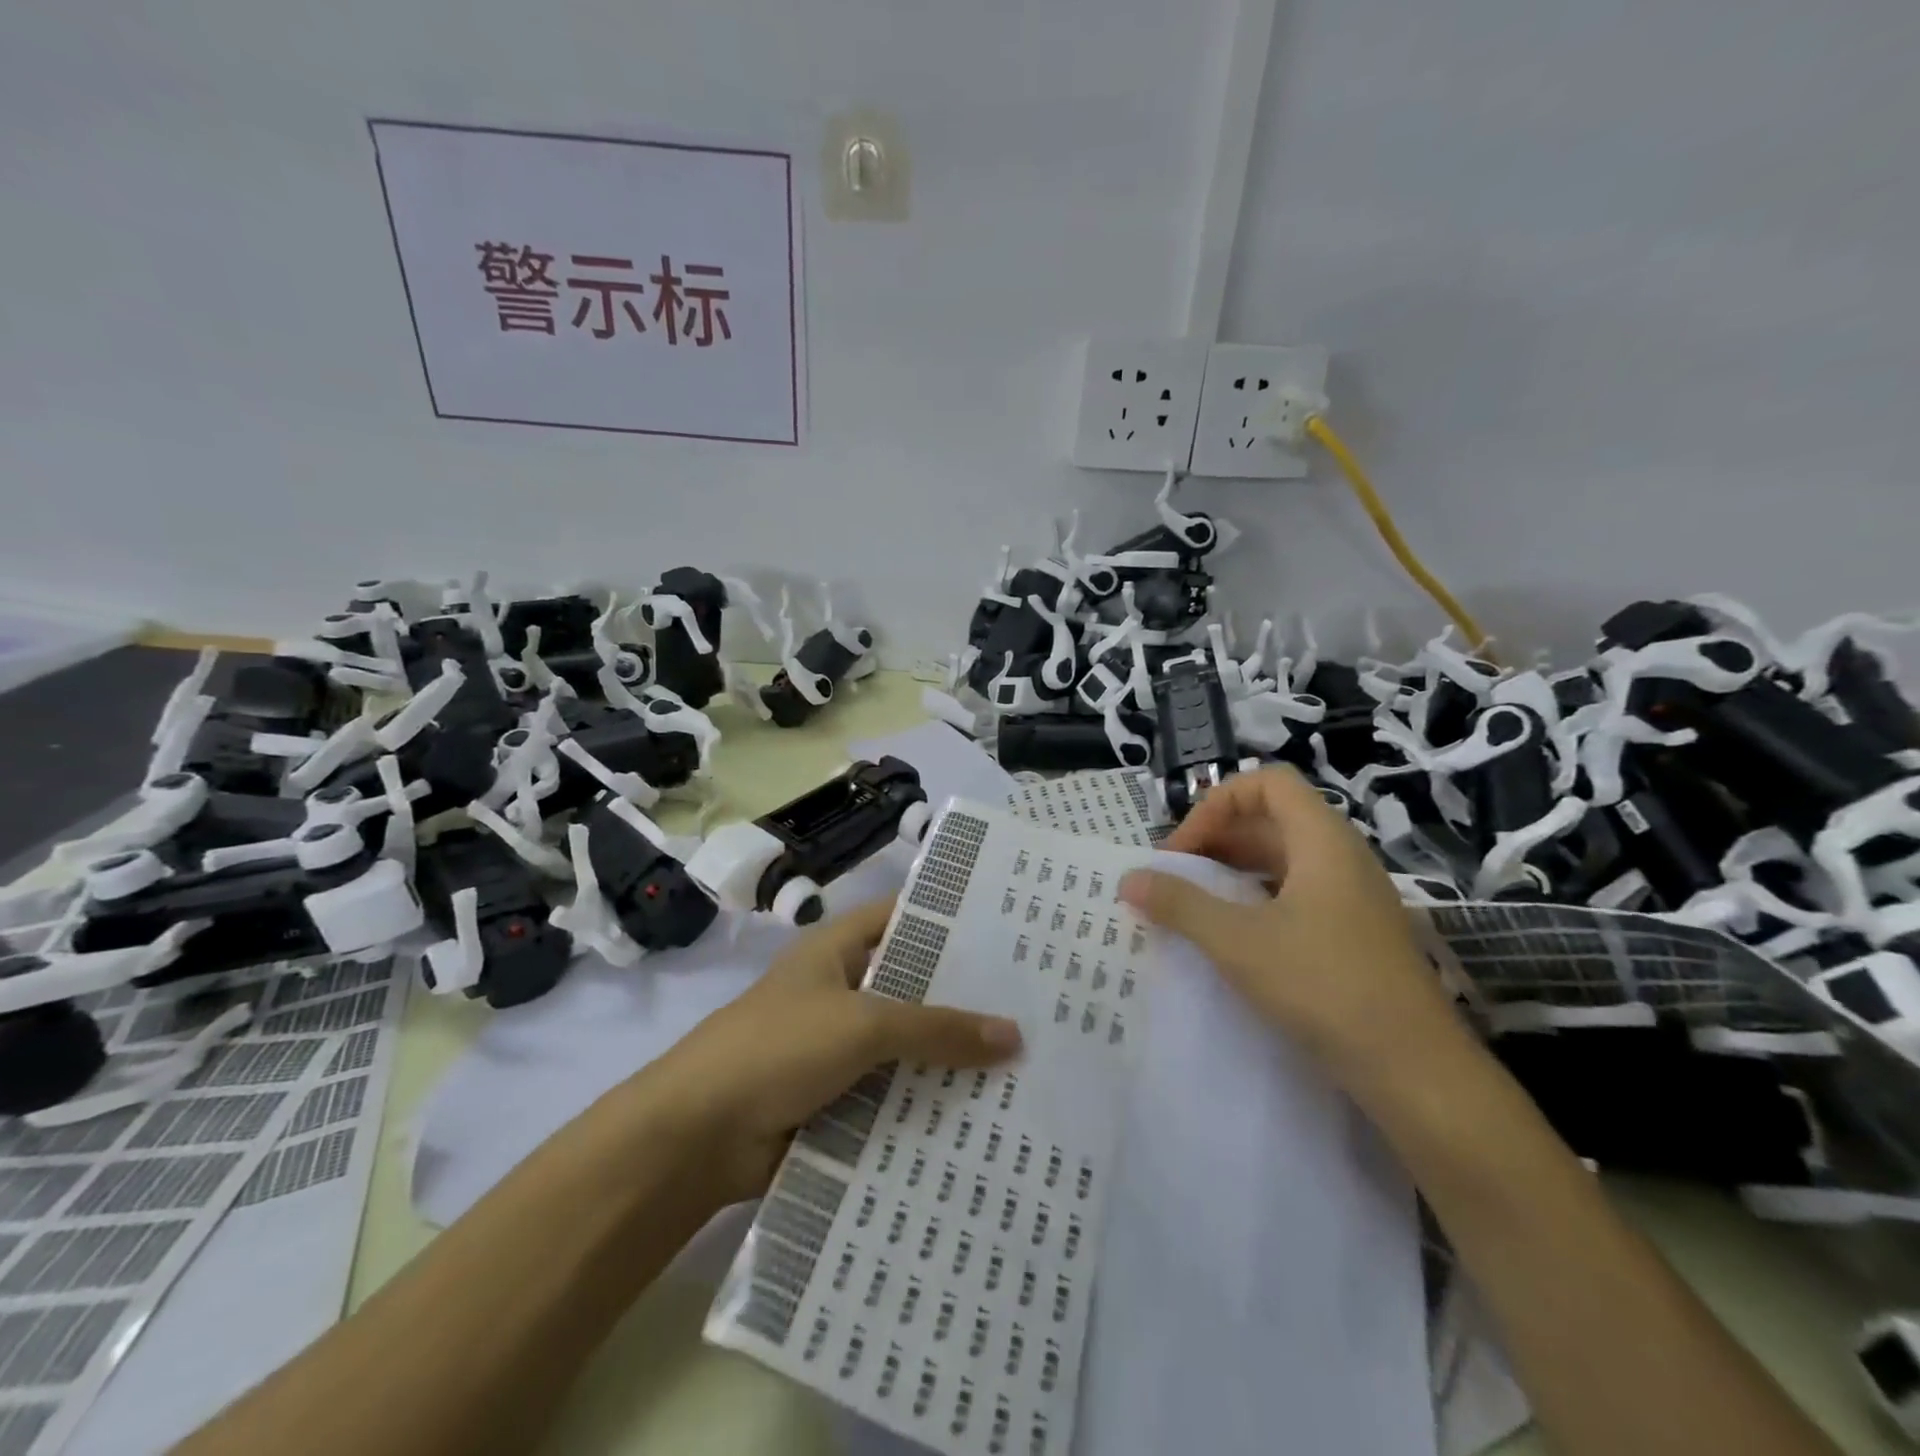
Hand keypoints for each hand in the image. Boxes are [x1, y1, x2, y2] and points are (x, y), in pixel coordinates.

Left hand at [653, 899, 1022, 1202]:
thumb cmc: (778, 1048)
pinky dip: (925, 1101)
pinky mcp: (836, 1098)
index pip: (903, 917)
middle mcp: (840, 990)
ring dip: (948, 1057)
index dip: (950, 920)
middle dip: (962, 997)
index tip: (1008, 931)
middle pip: (911, 985)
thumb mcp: (863, 1024)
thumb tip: (1014, 1034)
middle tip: (1032, 1004)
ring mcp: (836, 1047)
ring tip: (1023, 1062)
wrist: (696, 1136)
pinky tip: (980, 1113)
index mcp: (837, 950)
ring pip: (905, 1045)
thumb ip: (936, 1028)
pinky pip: (891, 1093)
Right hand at [1119, 766, 1462, 1090]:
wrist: (1415, 1071)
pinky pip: (1297, 892)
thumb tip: (1128, 879)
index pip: (1267, 783)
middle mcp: (1342, 856)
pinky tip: (1233, 934)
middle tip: (1175, 876)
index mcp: (1322, 840)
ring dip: (1233, 870)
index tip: (1184, 848)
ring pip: (1283, 858)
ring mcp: (1352, 896)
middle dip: (1217, 838)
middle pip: (1272, 819)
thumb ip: (1179, 904)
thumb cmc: (1324, 986)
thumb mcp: (1238, 942)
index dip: (1217, 803)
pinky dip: (1256, 898)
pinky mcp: (1354, 932)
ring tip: (1194, 902)